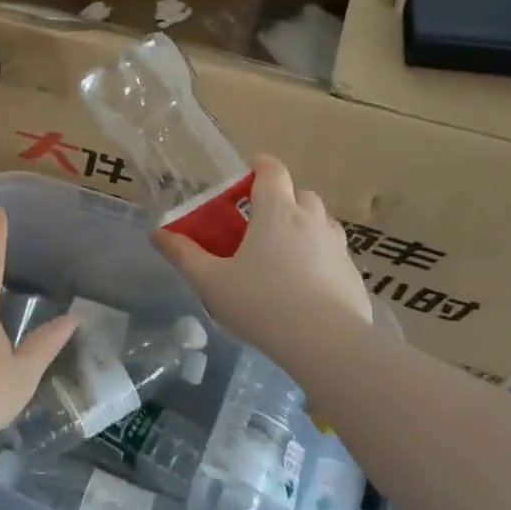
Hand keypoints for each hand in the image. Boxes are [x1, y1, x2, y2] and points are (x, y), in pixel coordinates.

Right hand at [150, 155, 375, 349]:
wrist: (326, 342)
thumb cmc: (262, 303)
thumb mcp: (211, 282)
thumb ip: (184, 256)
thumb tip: (157, 234)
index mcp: (276, 212)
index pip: (273, 171)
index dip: (261, 167)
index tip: (248, 175)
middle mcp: (311, 220)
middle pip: (301, 194)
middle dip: (283, 199)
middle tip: (261, 222)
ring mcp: (337, 246)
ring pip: (322, 222)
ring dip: (305, 226)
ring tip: (285, 253)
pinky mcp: (353, 274)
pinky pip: (334, 254)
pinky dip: (321, 258)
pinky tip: (307, 286)